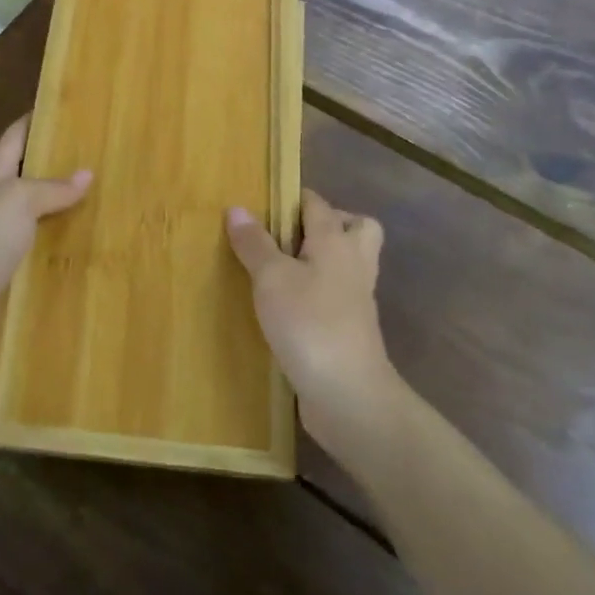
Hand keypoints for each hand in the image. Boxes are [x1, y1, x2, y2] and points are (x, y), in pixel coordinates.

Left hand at [0, 116, 90, 359]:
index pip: (16, 135)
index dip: (36, 119)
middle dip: (58, 165)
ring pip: (36, 215)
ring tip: (104, 199)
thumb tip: (86, 173)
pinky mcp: (5, 271)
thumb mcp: (19, 200)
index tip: (66, 106)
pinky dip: (59, 247)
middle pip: (28, 175)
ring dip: (63, 209)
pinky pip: (38, 251)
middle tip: (99, 155)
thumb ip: (52, 187)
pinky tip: (86, 247)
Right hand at [226, 189, 398, 454]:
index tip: (262, 202)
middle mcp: (353, 264)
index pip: (318, 203)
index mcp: (336, 241)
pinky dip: (319, 294)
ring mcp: (357, 300)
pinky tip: (287, 307)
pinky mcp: (352, 331)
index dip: (292, 198)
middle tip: (288, 236)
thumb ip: (255, 243)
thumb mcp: (271, 278)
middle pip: (355, 228)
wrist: (349, 396)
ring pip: (348, 264)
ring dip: (322, 261)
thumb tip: (237, 208)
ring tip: (281, 270)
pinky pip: (339, 297)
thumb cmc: (309, 324)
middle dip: (327, 224)